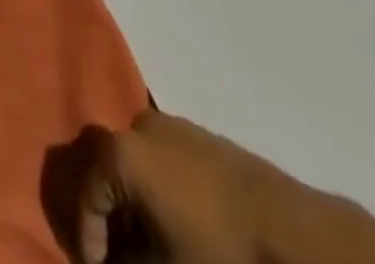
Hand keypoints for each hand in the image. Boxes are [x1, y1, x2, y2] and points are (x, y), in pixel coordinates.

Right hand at [76, 109, 260, 263]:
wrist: (289, 230)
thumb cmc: (220, 250)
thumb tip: (116, 262)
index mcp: (122, 153)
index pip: (86, 194)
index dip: (87, 237)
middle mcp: (137, 126)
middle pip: (106, 168)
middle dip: (108, 213)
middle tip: (118, 253)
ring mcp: (170, 124)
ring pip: (134, 160)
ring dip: (132, 199)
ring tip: (147, 241)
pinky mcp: (197, 133)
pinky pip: (160, 157)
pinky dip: (156, 186)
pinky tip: (175, 220)